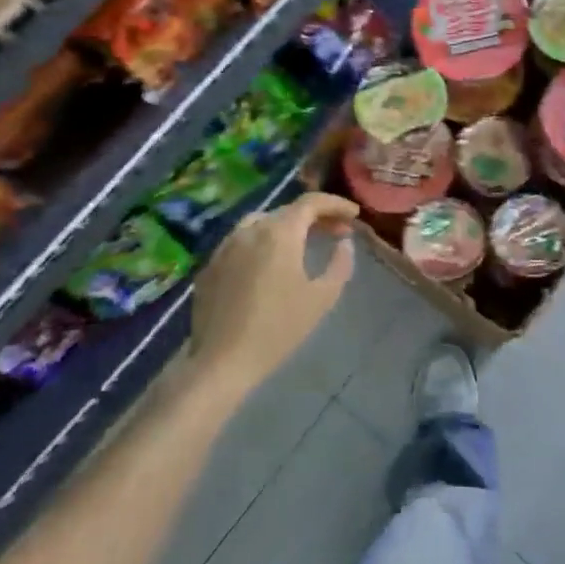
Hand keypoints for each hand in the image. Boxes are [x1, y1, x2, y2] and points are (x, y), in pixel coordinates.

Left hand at [189, 193, 358, 393]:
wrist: (223, 360)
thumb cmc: (279, 328)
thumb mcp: (322, 298)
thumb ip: (340, 264)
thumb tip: (344, 243)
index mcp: (279, 233)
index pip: (311, 203)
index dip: (335, 204)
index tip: (354, 215)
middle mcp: (250, 230)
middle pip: (287, 211)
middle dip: (315, 217)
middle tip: (337, 232)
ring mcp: (225, 246)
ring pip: (261, 223)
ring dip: (287, 227)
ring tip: (305, 244)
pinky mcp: (210, 265)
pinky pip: (242, 242)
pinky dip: (263, 242)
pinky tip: (271, 264)